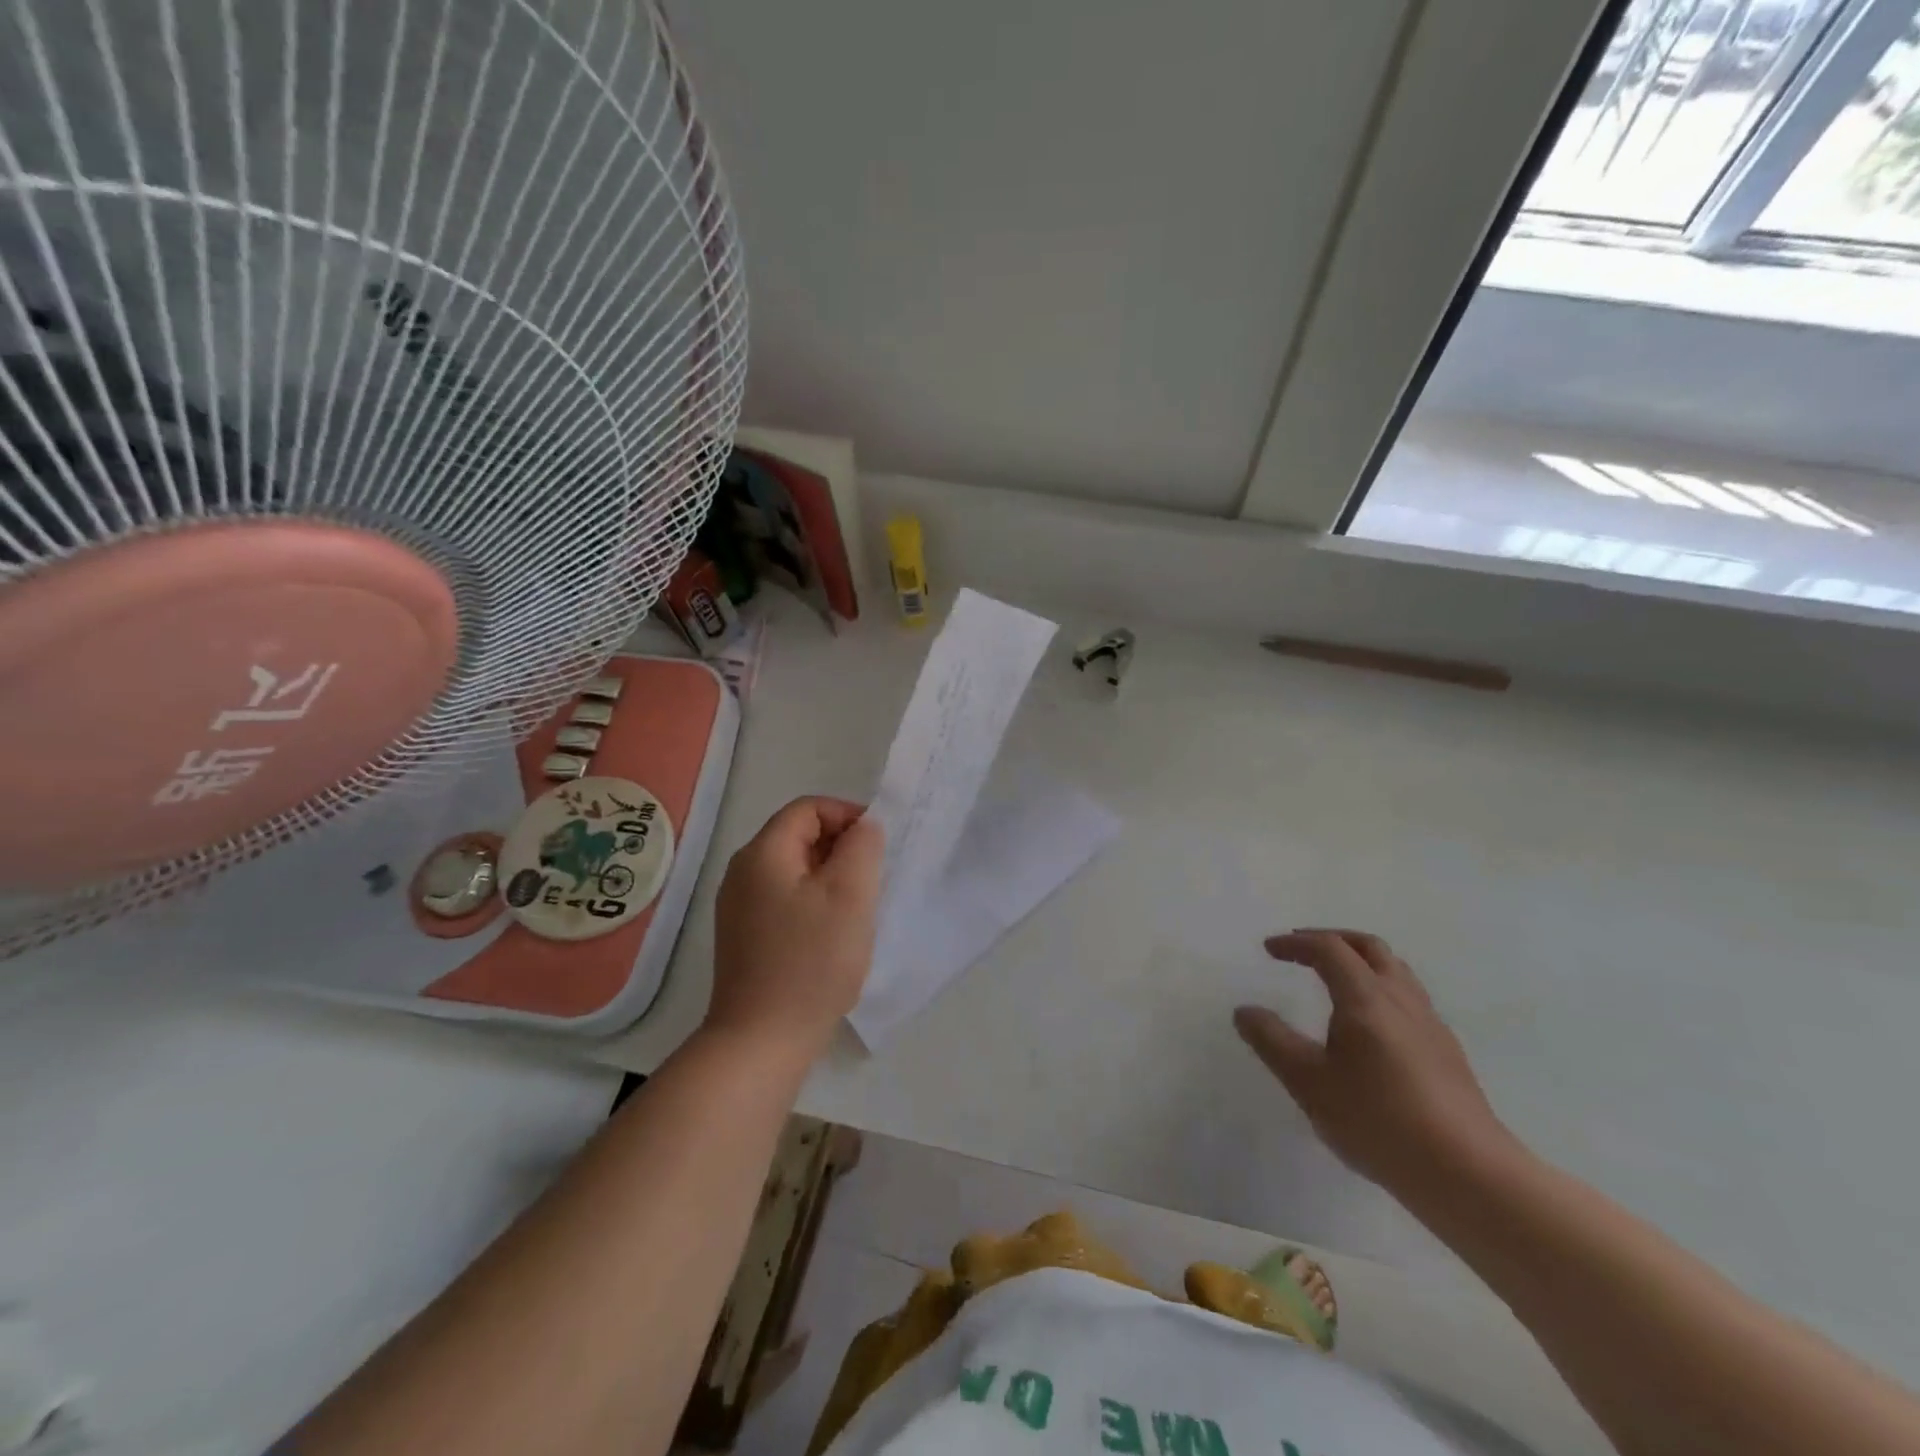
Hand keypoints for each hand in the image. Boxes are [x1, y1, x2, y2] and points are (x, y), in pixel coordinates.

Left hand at [707, 797, 884, 1063]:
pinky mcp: (743, 937)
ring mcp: (738, 907)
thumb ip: (862, 847)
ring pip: (794, 871)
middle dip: (841, 848)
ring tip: (856, 910)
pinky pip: (784, 900)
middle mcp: (742, 872)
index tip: (878, 846)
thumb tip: (863, 827)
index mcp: (763, 853)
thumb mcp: (850, 894)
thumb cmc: (812, 961)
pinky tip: (831, 936)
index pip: (808, 808)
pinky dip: (813, 903)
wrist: (762, 1040)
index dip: (847, 816)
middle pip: (798, 836)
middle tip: (872, 881)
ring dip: (830, 878)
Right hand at [1235, 930, 1517, 1206]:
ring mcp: (1430, 1025)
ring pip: (1395, 971)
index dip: (1296, 943)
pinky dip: (1380, 988)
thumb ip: (1272, 1041)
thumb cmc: (1378, 1121)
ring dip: (1360, 961)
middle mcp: (1401, 999)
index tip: (1268, 949)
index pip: (1329, 949)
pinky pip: (1409, 998)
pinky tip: (1369, 1025)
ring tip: (1334, 979)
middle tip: (1302, 949)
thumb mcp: (1308, 1082)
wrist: (1468, 1174)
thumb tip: (1244, 1010)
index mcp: (1366, 997)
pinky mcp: (1447, 1052)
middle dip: (1332, 939)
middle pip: (1369, 947)